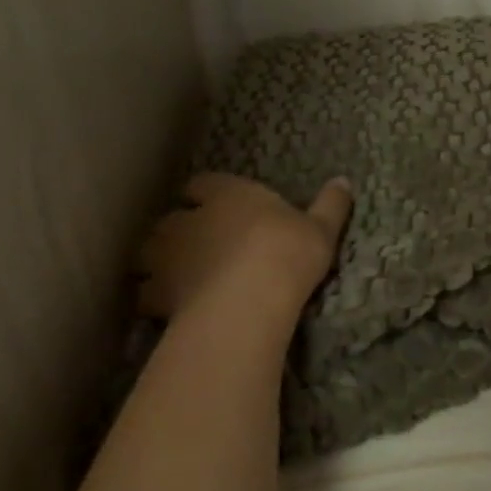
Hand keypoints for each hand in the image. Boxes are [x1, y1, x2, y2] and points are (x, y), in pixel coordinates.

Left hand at [137, 173, 352, 322]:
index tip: (218, 205)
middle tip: (201, 246)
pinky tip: (171, 309)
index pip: (204, 184)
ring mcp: (166, 256)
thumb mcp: (321, 229)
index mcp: (227, 195)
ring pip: (151, 253)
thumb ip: (330, 205)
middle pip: (173, 218)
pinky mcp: (156, 292)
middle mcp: (189, 218)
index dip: (208, 194)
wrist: (250, 301)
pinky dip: (155, 299)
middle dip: (182, 229)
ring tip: (179, 277)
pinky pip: (147, 293)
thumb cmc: (288, 254)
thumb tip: (344, 181)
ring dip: (161, 262)